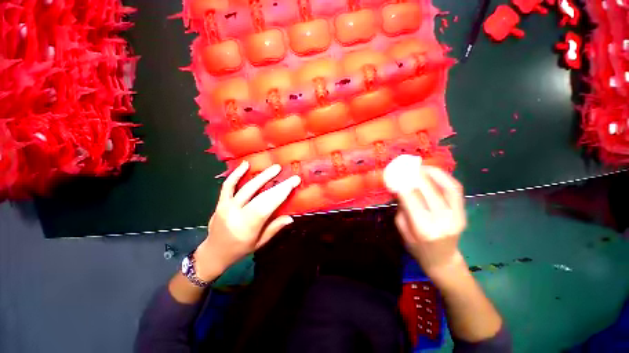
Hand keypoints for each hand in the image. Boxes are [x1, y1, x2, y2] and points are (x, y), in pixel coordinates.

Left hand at [194, 161, 300, 279]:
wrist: (213, 253)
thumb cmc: (239, 250)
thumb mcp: (259, 243)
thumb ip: (274, 228)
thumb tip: (291, 217)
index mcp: (247, 227)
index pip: (267, 206)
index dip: (281, 193)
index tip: (293, 182)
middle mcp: (236, 214)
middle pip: (260, 196)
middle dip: (278, 185)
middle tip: (290, 176)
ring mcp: (226, 206)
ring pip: (247, 187)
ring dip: (262, 176)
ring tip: (275, 168)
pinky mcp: (220, 202)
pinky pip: (228, 185)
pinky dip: (236, 174)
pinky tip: (246, 164)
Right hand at [384, 155, 466, 275]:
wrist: (442, 259)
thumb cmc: (417, 247)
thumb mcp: (402, 230)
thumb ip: (401, 208)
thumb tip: (400, 187)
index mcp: (423, 228)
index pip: (411, 198)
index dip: (402, 183)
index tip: (394, 174)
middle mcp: (442, 220)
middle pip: (428, 189)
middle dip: (415, 175)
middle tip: (405, 166)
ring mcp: (456, 215)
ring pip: (446, 186)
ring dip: (432, 172)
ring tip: (420, 166)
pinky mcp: (463, 212)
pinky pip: (455, 189)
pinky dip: (444, 177)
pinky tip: (433, 172)